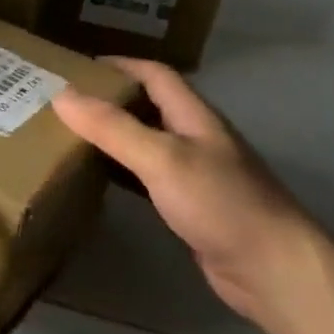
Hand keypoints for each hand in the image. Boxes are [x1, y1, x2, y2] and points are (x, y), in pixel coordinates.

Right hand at [53, 58, 326, 327]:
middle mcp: (194, 137)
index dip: (118, 64)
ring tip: (69, 134)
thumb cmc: (220, 203)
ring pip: (145, 141)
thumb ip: (112, 127)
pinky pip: (146, 177)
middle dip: (108, 98)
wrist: (272, 269)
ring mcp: (194, 173)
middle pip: (148, 105)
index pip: (154, 74)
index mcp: (193, 115)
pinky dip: (120, 171)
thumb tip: (61, 95)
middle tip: (63, 102)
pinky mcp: (189, 206)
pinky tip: (96, 177)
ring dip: (112, 135)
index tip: (76, 67)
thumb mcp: (161, 158)